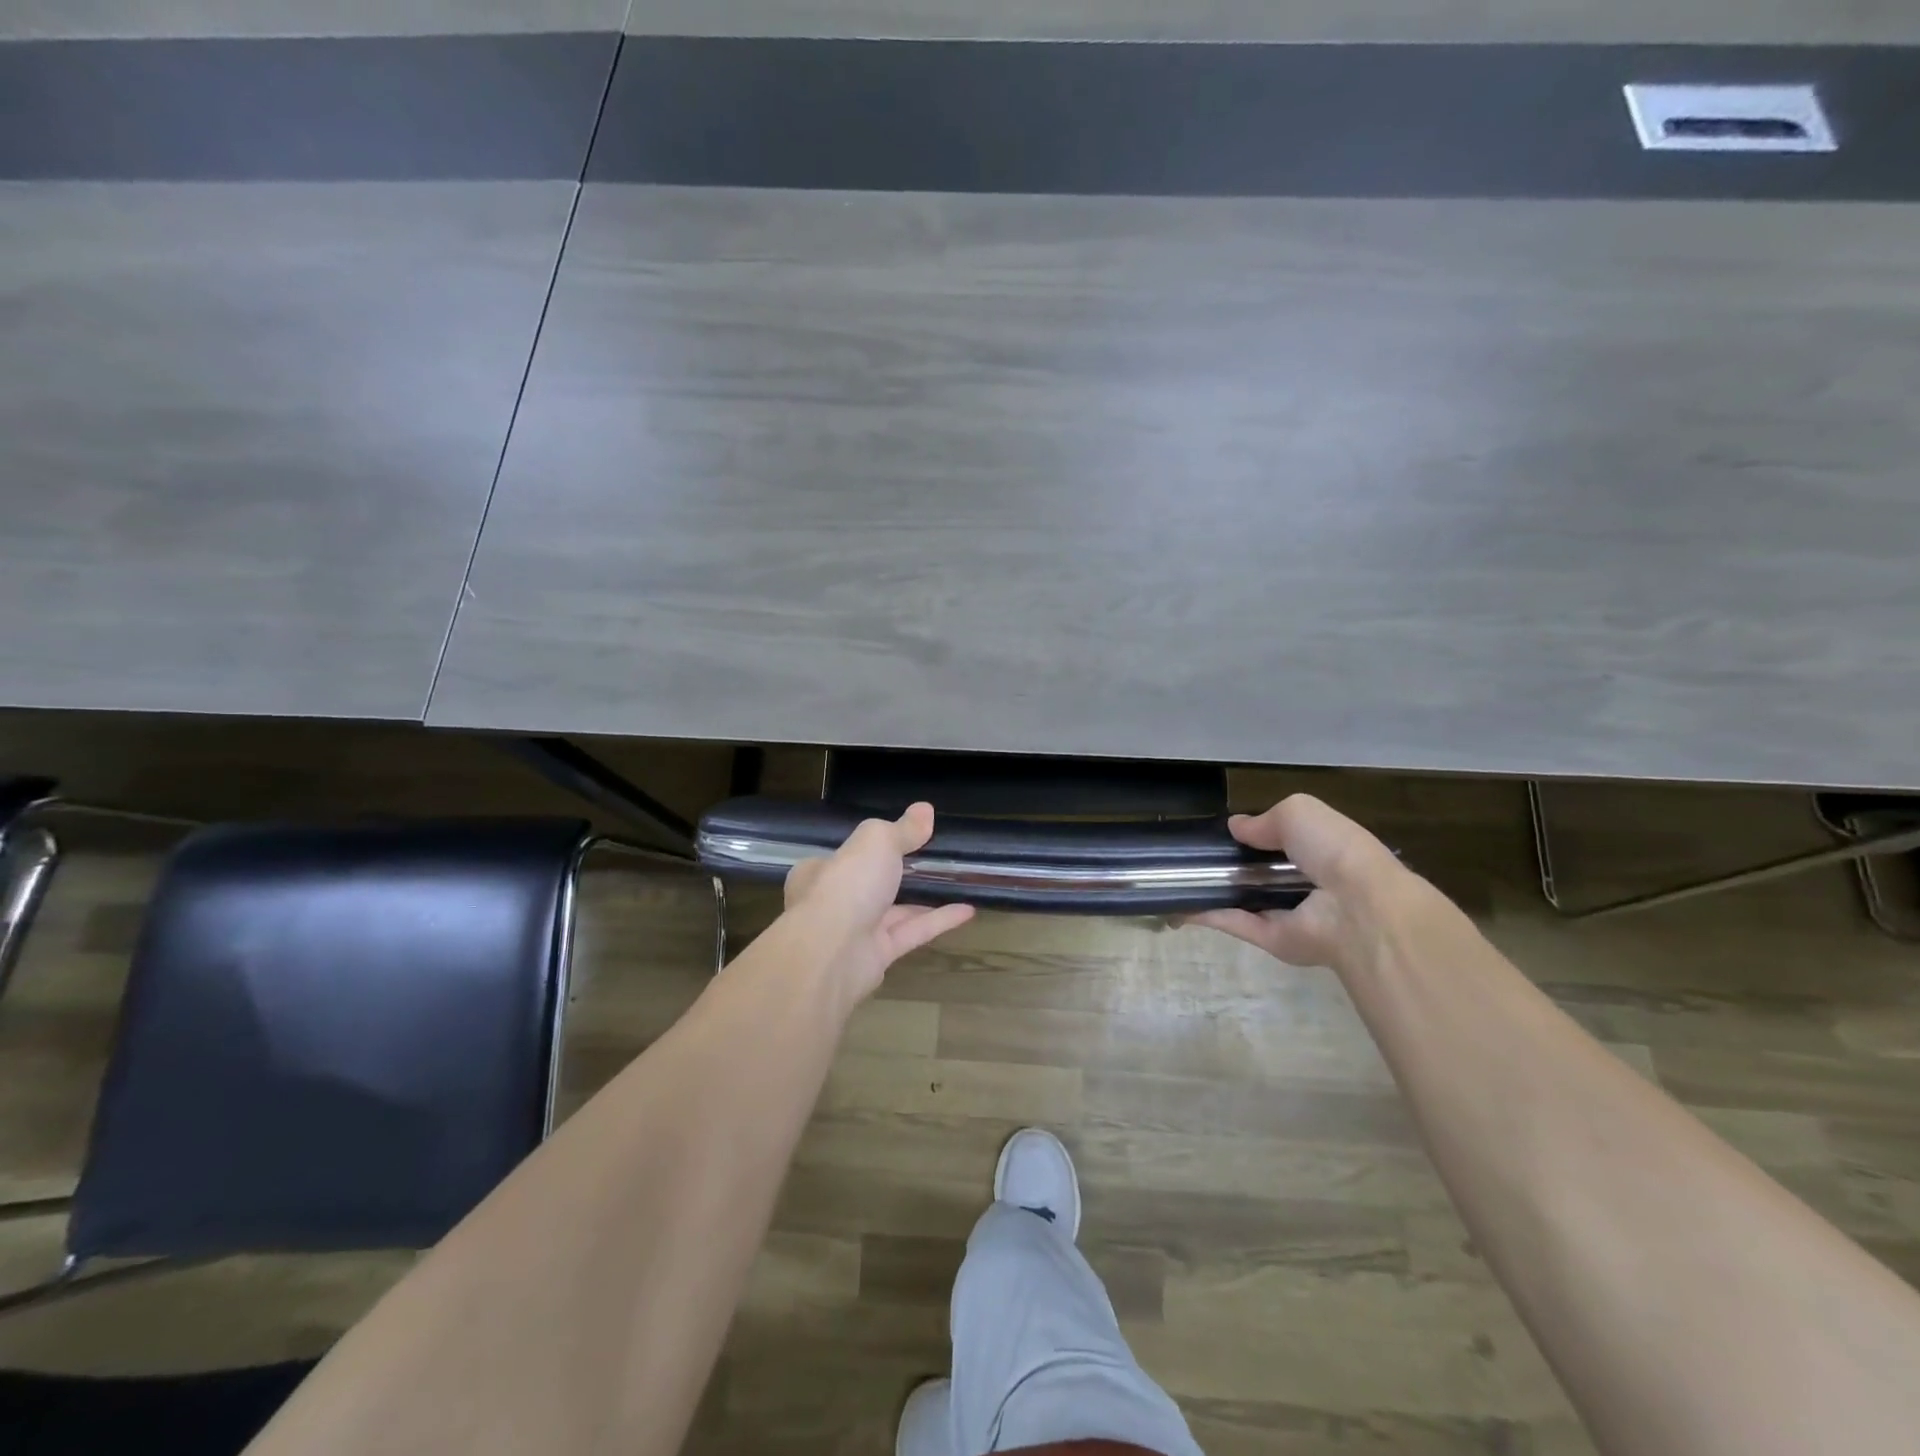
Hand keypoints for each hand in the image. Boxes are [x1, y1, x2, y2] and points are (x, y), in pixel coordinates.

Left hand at [782, 802, 974, 1002]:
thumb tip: (925, 809)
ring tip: (956, 882)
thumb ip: (902, 829)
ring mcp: (854, 932)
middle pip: (870, 884)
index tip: (900, 838)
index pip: (844, 856)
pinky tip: (967, 910)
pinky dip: (938, 920)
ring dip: (924, 898)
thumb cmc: (846, 884)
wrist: (832, 954)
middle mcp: (833, 902)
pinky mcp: (877, 957)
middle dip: (898, 874)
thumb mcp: (877, 841)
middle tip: (933, 859)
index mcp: (820, 871)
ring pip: (893, 911)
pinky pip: (911, 933)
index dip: (870, 847)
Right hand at [1186, 794, 1408, 970]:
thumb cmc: (1334, 849)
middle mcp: (1306, 884)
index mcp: (1321, 851)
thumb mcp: (1299, 812)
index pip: (1285, 843)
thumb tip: (1236, 827)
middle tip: (1193, 855)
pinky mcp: (1274, 940)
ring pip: (1245, 902)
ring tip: (1176, 878)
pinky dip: (1208, 915)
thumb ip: (1264, 819)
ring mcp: (1290, 915)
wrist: (1359, 908)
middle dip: (1231, 865)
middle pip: (1261, 874)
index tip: (1225, 833)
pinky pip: (1237, 924)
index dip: (1256, 837)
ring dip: (1215, 892)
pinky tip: (1179, 904)